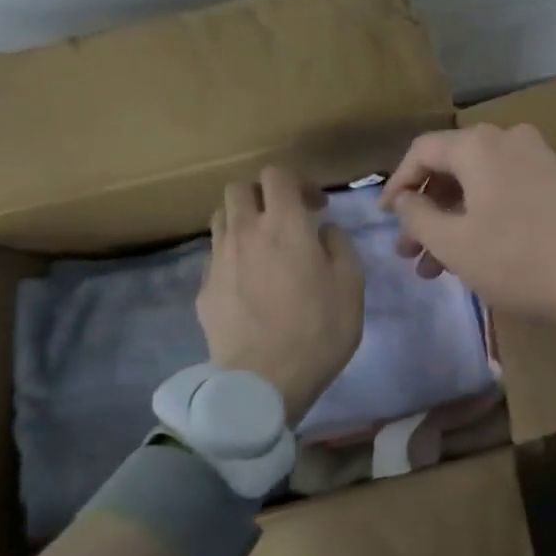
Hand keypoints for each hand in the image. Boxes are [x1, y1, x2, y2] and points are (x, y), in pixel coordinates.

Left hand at [196, 166, 364, 423]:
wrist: (263, 381)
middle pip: (238, 189)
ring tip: (264, 246)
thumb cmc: (319, 329)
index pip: (277, 174)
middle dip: (263, 194)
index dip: (298, 182)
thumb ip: (339, 246)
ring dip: (243, 220)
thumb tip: (323, 230)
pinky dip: (233, 254)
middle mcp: (246, 232)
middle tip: (286, 218)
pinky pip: (216, 254)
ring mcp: (219, 260)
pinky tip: (251, 281)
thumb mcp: (351, 284)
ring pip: (221, 218)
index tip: (316, 206)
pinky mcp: (204, 289)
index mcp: (285, 225)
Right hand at [380, 123, 555, 337]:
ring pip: (479, 182)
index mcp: (480, 146)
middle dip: (425, 209)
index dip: (397, 183)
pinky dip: (482, 215)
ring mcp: (538, 159)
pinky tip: (473, 254)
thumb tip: (403, 198)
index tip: (385, 219)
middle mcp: (509, 139)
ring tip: (433, 266)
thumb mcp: (455, 244)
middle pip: (452, 166)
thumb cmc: (518, 261)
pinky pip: (505, 189)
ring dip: (452, 218)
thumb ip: (417, 216)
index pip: (422, 150)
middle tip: (408, 252)